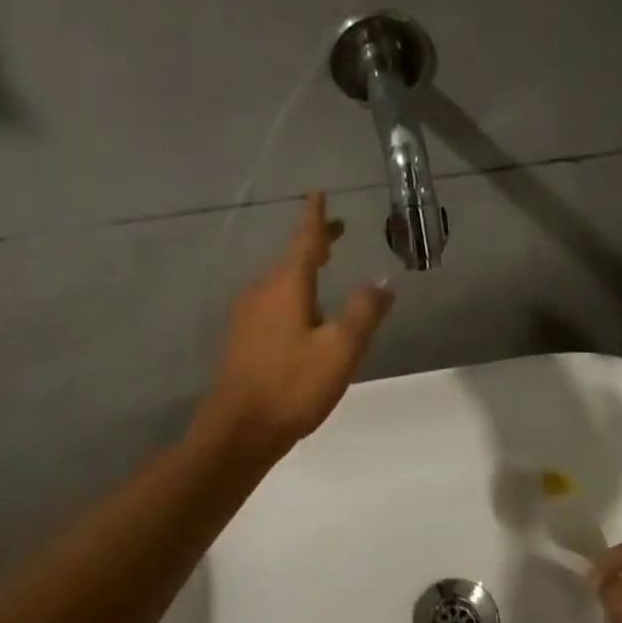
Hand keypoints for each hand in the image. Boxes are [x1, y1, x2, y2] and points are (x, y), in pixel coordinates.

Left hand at [199, 193, 393, 459]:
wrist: (237, 431)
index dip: (315, 216)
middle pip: (292, 257)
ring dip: (303, 267)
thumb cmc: (292, 386)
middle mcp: (262, 291)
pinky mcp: (242, 336)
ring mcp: (247, 314)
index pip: (305, 240)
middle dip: (315, 242)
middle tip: (337, 230)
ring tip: (324, 266)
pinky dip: (292, 290)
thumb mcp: (339, 351)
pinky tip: (301, 309)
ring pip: (280, 279)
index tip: (318, 191)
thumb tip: (384, 279)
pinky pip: (271, 299)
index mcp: (286, 286)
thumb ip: (364, 313)